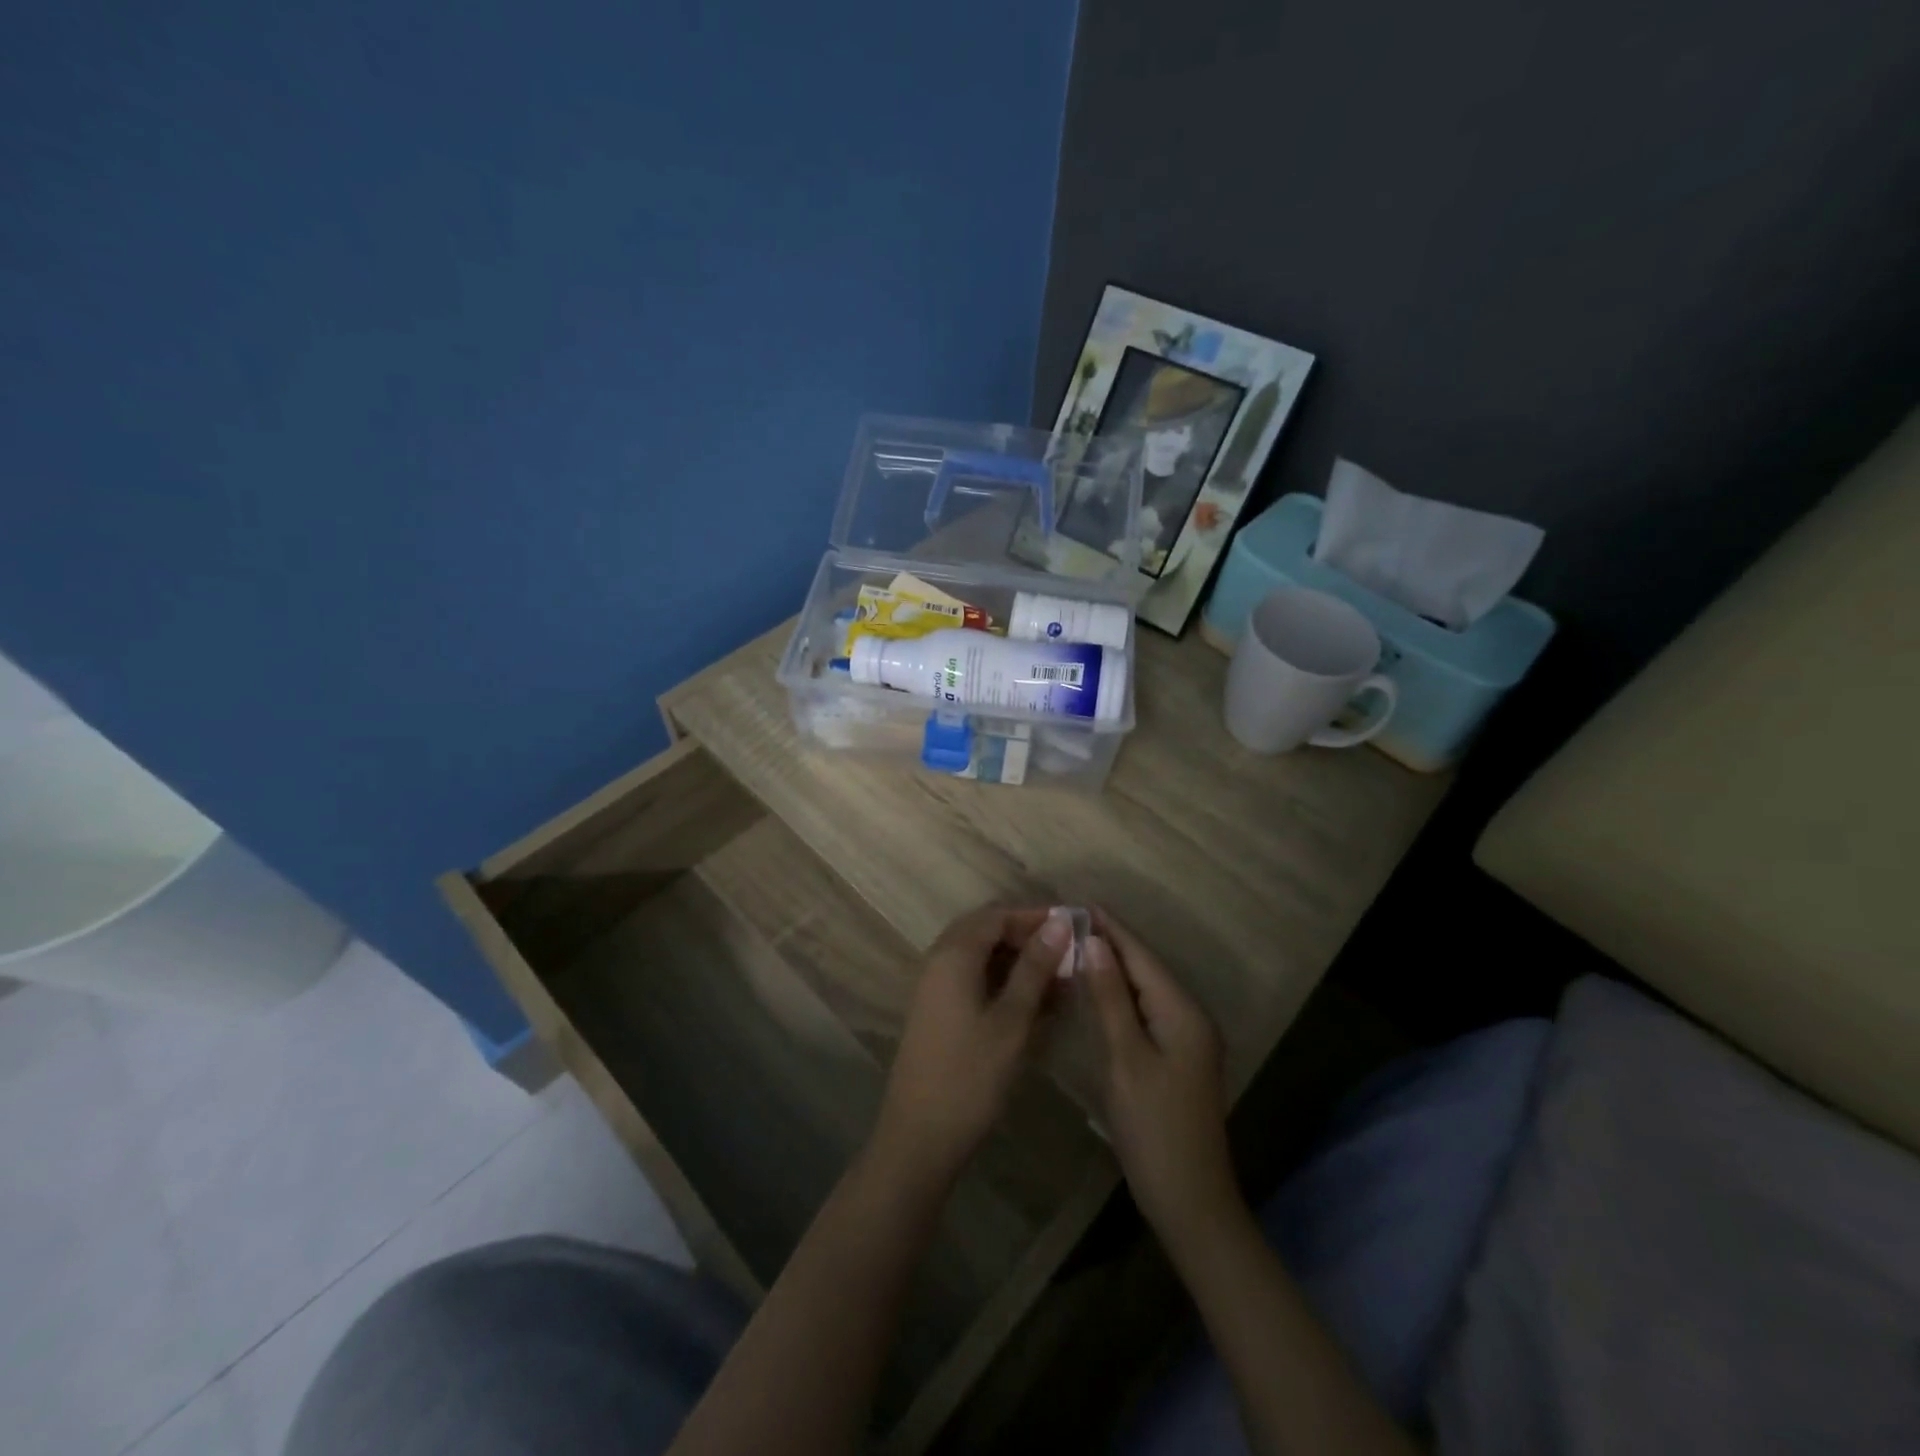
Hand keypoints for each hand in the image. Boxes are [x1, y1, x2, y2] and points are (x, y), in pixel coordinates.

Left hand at [871, 904, 1071, 1191]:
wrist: (919, 1136)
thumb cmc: (970, 1076)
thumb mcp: (1012, 1020)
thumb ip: (1034, 968)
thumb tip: (1058, 923)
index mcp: (953, 954)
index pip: (997, 915)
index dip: (1036, 916)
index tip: (1074, 927)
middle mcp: (939, 960)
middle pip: (987, 931)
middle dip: (1028, 937)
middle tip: (1068, 954)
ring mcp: (935, 986)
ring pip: (982, 957)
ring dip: (1018, 962)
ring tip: (1060, 981)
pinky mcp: (938, 1010)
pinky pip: (974, 979)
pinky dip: (1004, 983)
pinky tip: (1035, 1003)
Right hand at [1082, 910, 1243, 1254]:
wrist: (1190, 1200)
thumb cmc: (1154, 1128)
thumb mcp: (1126, 1058)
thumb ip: (1110, 999)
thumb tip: (1096, 943)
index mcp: (1183, 1012)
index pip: (1142, 957)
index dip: (1112, 928)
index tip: (1080, 902)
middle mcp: (1191, 1017)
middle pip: (1146, 969)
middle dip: (1112, 943)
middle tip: (1070, 921)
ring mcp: (1187, 1039)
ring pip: (1146, 989)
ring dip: (1114, 967)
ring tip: (1078, 944)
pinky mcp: (1177, 1057)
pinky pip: (1147, 1010)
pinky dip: (1121, 995)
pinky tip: (1098, 990)